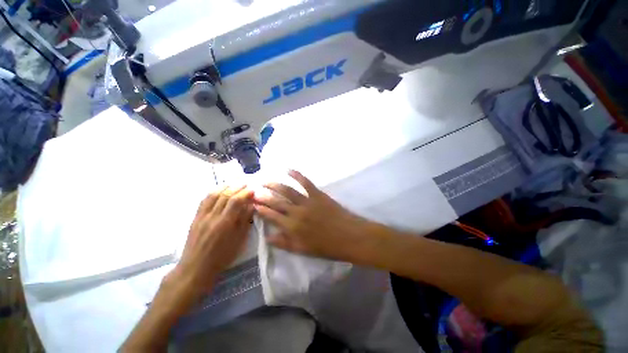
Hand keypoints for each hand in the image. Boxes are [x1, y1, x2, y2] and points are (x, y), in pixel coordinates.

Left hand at [175, 186, 253, 296]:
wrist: (195, 268)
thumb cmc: (222, 257)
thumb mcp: (239, 241)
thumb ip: (245, 221)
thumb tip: (251, 206)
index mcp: (225, 223)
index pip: (236, 201)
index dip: (245, 193)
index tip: (253, 189)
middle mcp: (212, 216)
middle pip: (225, 195)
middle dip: (237, 186)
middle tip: (246, 182)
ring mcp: (202, 216)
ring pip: (213, 195)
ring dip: (225, 186)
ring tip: (234, 182)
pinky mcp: (195, 218)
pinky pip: (204, 200)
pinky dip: (213, 192)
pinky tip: (219, 190)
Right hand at [254, 170, 371, 261]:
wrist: (350, 236)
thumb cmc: (327, 247)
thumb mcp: (304, 250)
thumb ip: (285, 243)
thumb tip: (268, 237)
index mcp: (292, 228)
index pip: (272, 216)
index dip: (261, 209)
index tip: (253, 204)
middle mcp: (296, 213)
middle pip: (276, 202)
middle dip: (264, 196)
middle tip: (255, 190)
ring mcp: (308, 202)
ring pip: (287, 191)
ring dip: (275, 184)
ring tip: (265, 180)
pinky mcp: (318, 194)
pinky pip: (305, 182)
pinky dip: (296, 175)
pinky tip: (288, 169)